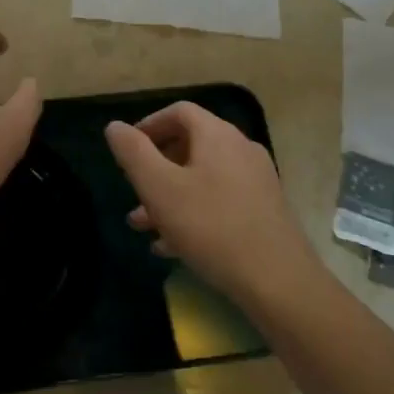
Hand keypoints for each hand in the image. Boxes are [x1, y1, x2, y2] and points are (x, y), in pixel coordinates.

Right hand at [105, 102, 318, 310]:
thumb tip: (115, 126)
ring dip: (170, 196)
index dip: (149, 125)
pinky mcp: (264, 211)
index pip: (179, 112)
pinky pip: (219, 202)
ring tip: (143, 225)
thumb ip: (133, 152)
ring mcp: (256, 181)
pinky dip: (192, 213)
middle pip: (190, 145)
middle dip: (155, 167)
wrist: (278, 281)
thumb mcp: (159, 188)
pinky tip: (171, 246)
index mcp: (217, 136)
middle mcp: (240, 150)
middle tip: (133, 190)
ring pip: (202, 178)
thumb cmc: (211, 227)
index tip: (127, 150)